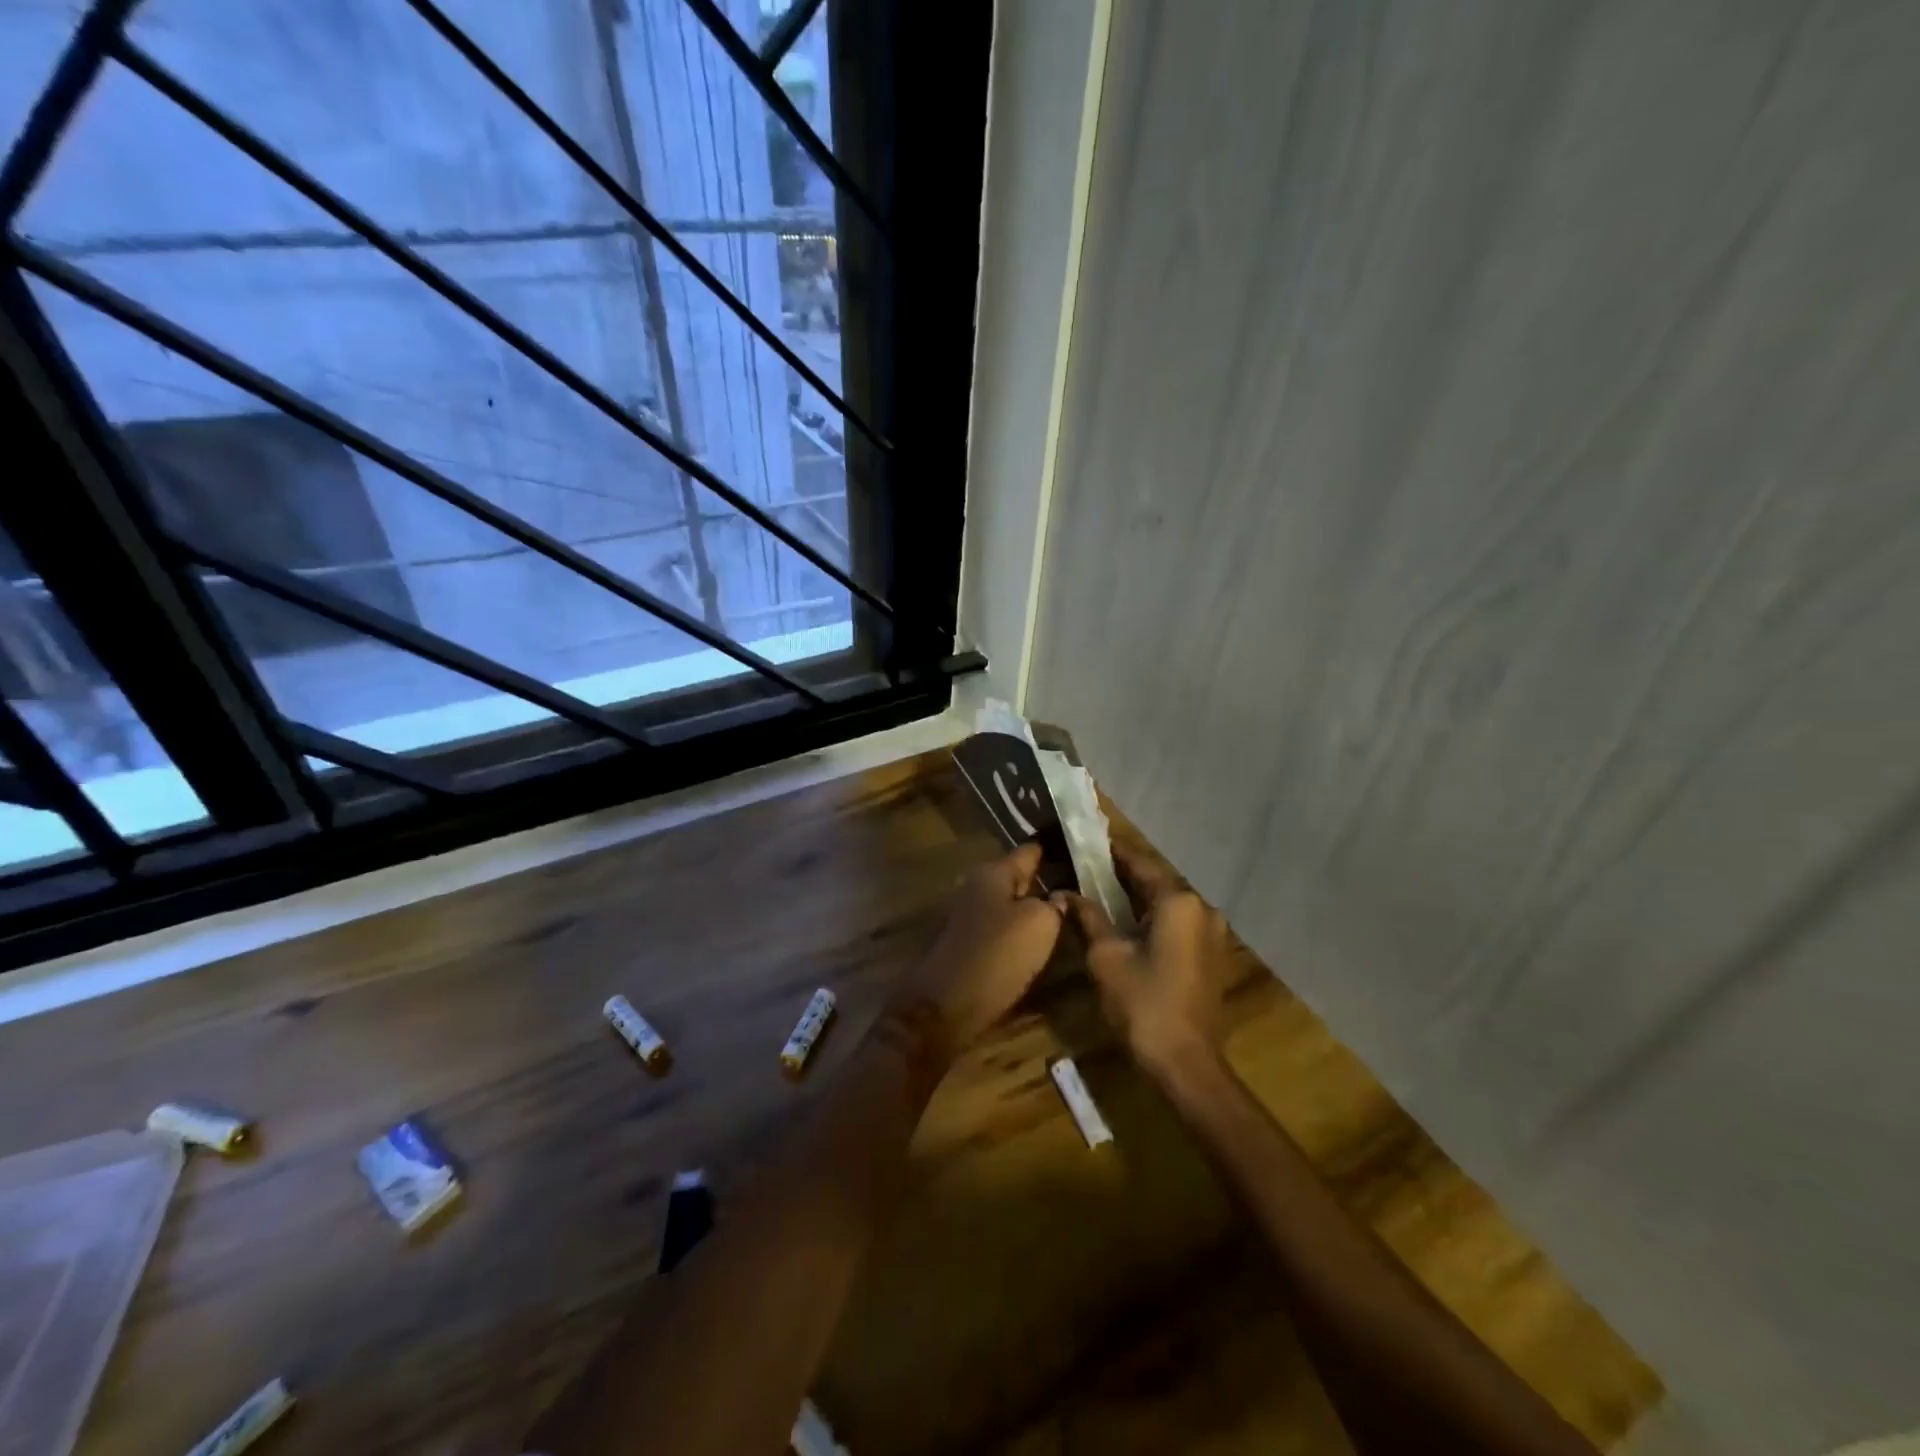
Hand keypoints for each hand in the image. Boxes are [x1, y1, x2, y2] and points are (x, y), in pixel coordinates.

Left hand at [903, 843, 1063, 1050]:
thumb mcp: (1039, 925)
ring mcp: (967, 916)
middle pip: (1017, 879)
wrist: (945, 1006)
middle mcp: (976, 887)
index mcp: (993, 873)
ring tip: (1062, 916)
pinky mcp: (964, 944)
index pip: (1029, 852)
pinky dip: (1016, 933)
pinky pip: (998, 929)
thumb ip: (1054, 905)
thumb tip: (1057, 897)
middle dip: (1042, 882)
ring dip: (1029, 910)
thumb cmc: (996, 955)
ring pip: (1007, 905)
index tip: (1075, 848)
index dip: (1052, 850)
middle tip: (1077, 887)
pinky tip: (1035, 943)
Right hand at [1059, 844, 1234, 1073]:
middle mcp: (1202, 908)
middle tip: (1088, 866)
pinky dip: (1153, 918)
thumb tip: (1065, 894)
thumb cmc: (1143, 1004)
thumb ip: (1088, 917)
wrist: (1186, 1063)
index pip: (1139, 863)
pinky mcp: (1212, 954)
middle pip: (1156, 881)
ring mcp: (1212, 933)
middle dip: (1122, 875)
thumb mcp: (1106, 956)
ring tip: (1102, 891)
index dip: (1112, 851)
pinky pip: (1178, 923)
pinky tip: (1128, 923)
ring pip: (1168, 903)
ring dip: (1138, 898)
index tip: (1088, 839)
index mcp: (1178, 902)